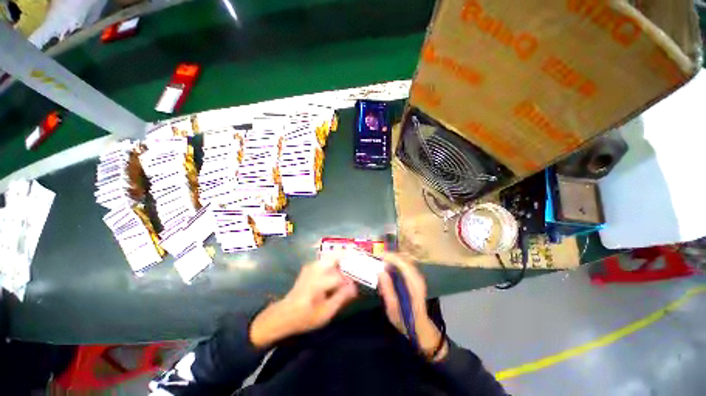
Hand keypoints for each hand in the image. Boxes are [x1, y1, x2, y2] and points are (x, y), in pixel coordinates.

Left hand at [250, 255, 357, 347]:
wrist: (285, 314)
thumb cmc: (305, 317)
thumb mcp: (325, 313)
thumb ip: (341, 298)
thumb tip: (355, 287)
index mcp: (317, 282)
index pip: (340, 277)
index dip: (351, 281)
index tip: (357, 286)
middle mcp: (315, 269)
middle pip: (335, 256)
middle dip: (349, 257)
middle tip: (359, 262)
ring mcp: (311, 266)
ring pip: (332, 255)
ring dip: (343, 258)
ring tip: (352, 264)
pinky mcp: (310, 266)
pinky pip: (327, 259)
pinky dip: (337, 260)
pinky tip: (341, 269)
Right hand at [377, 253, 447, 360]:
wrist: (420, 327)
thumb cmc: (405, 320)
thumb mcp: (392, 308)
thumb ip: (387, 290)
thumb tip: (380, 272)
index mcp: (413, 285)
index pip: (403, 264)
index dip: (391, 257)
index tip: (378, 256)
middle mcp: (418, 278)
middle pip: (405, 259)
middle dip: (390, 256)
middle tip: (377, 258)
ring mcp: (418, 277)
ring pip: (406, 260)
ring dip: (393, 258)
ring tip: (381, 261)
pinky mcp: (416, 278)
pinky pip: (406, 264)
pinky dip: (396, 262)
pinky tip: (389, 267)